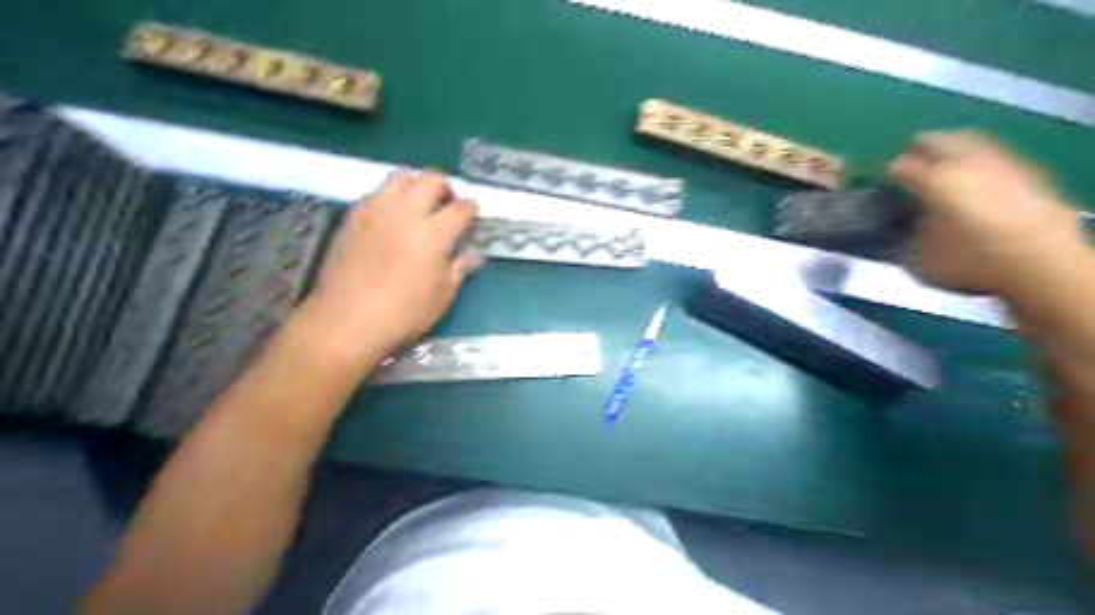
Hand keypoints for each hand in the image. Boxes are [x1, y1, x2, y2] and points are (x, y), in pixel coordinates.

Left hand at [290, 172, 480, 374]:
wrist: (347, 320)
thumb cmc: (403, 314)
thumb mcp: (442, 296)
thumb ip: (459, 268)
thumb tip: (472, 254)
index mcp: (434, 233)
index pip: (461, 208)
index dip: (471, 209)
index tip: (473, 215)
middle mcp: (406, 212)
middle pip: (431, 180)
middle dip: (445, 188)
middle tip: (448, 205)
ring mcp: (377, 210)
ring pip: (401, 177)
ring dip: (416, 184)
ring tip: (419, 203)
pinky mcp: (353, 216)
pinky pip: (377, 192)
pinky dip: (391, 196)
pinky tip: (392, 216)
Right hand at [889, 129, 1085, 298]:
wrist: (1041, 262)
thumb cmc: (970, 260)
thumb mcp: (920, 258)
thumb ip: (905, 235)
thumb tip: (901, 226)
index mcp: (933, 180)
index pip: (900, 166)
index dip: (886, 172)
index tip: (881, 179)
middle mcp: (965, 162)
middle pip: (935, 140)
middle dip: (917, 148)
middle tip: (907, 159)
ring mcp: (998, 162)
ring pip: (967, 140)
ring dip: (950, 147)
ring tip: (940, 160)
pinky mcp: (1026, 171)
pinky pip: (992, 154)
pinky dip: (976, 159)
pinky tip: (973, 174)